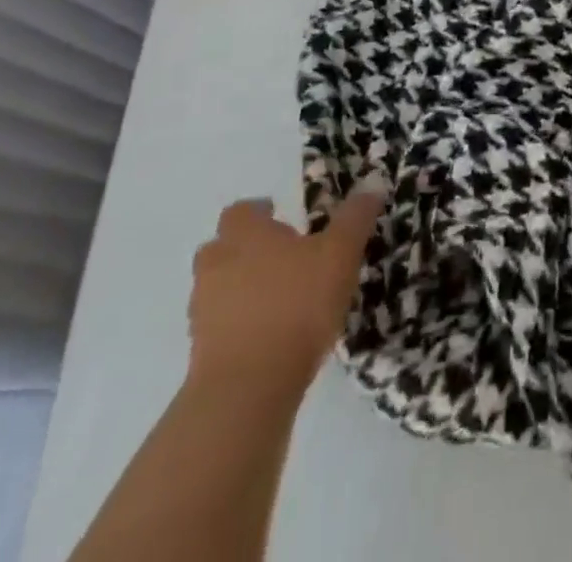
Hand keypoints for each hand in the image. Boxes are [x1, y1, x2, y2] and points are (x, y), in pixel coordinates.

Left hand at [186, 188, 385, 407]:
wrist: (248, 389)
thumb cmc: (297, 305)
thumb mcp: (340, 254)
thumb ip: (355, 217)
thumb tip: (372, 182)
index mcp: (245, 235)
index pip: (241, 211)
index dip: (259, 212)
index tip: (280, 216)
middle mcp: (217, 266)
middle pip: (221, 248)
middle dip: (244, 249)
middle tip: (279, 256)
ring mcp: (202, 311)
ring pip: (217, 287)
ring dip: (239, 288)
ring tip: (277, 298)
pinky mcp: (200, 353)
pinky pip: (219, 326)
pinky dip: (238, 325)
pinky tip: (269, 335)